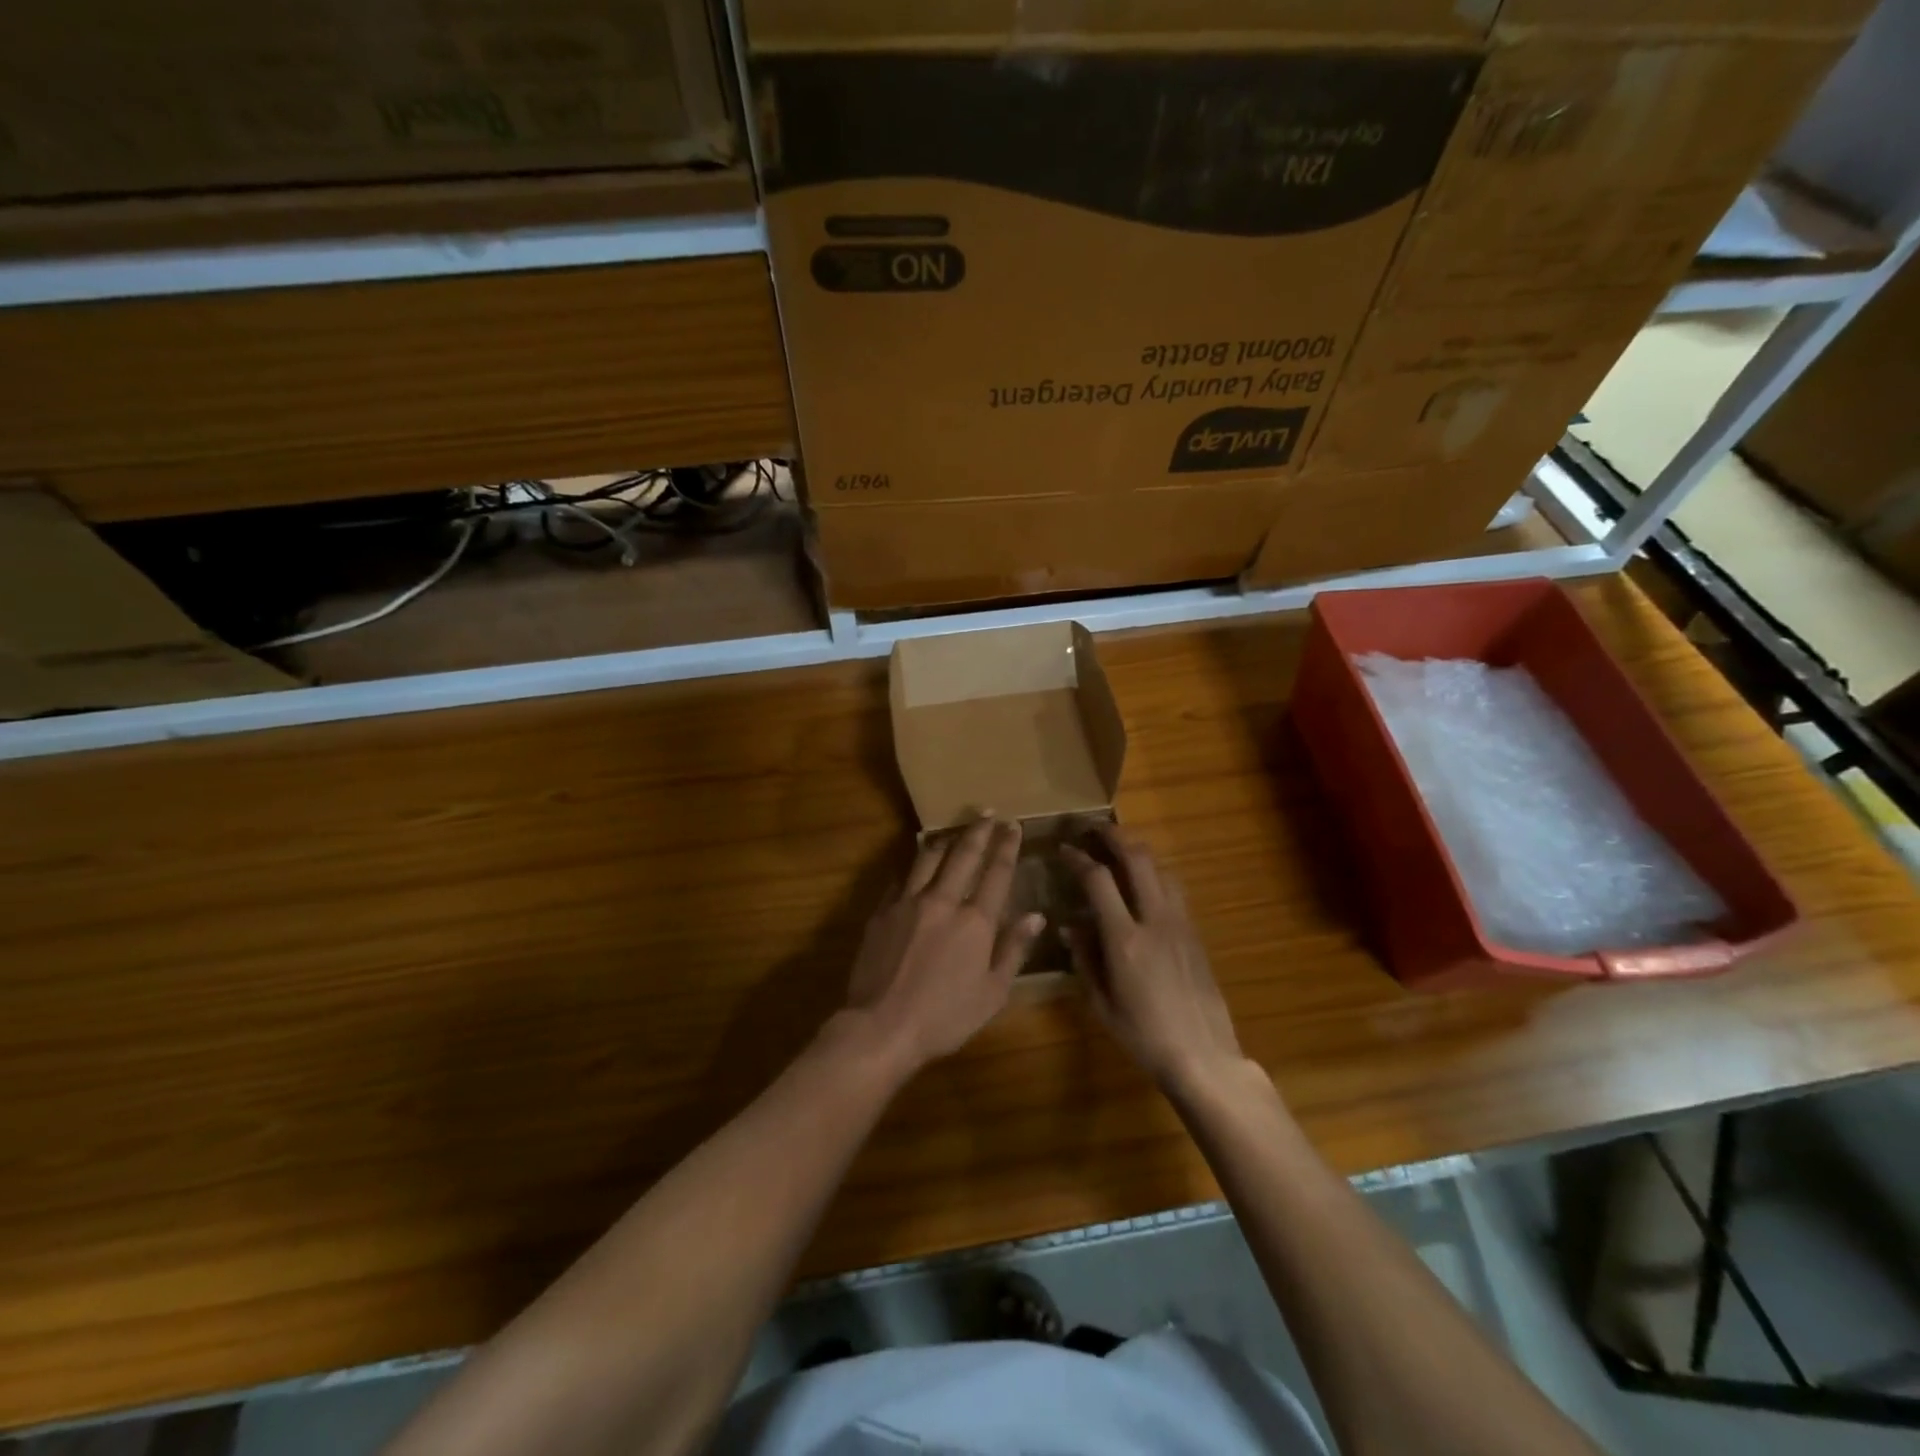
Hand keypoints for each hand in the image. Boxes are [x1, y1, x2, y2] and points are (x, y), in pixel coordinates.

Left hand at [843, 816, 1045, 1073]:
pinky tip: (916, 866)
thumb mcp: (992, 993)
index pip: (996, 872)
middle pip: (963, 854)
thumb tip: (1035, 916)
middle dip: (978, 830)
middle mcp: (943, 901)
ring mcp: (908, 902)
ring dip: (945, 840)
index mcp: (975, 921)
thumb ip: (1013, 949)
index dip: (1007, 846)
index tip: (1013, 825)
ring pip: (928, 858)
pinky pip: (901, 879)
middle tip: (987, 813)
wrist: (881, 1026)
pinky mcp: (882, 911)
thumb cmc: (945, 1017)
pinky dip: (914, 868)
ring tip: (954, 831)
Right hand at [1062, 828, 1244, 1094]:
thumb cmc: (1143, 1036)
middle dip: (1114, 836)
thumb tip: (1069, 926)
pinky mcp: (1195, 933)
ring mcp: (1180, 924)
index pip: (1098, 880)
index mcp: (1125, 939)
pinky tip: (1145, 884)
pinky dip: (1155, 874)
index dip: (1079, 859)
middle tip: (1095, 829)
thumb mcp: (1101, 1003)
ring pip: (1161, 868)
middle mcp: (1155, 920)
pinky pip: (1174, 889)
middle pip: (1138, 859)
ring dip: (1139, 851)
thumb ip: (1084, 958)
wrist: (1203, 1055)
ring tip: (1121, 849)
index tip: (1064, 849)